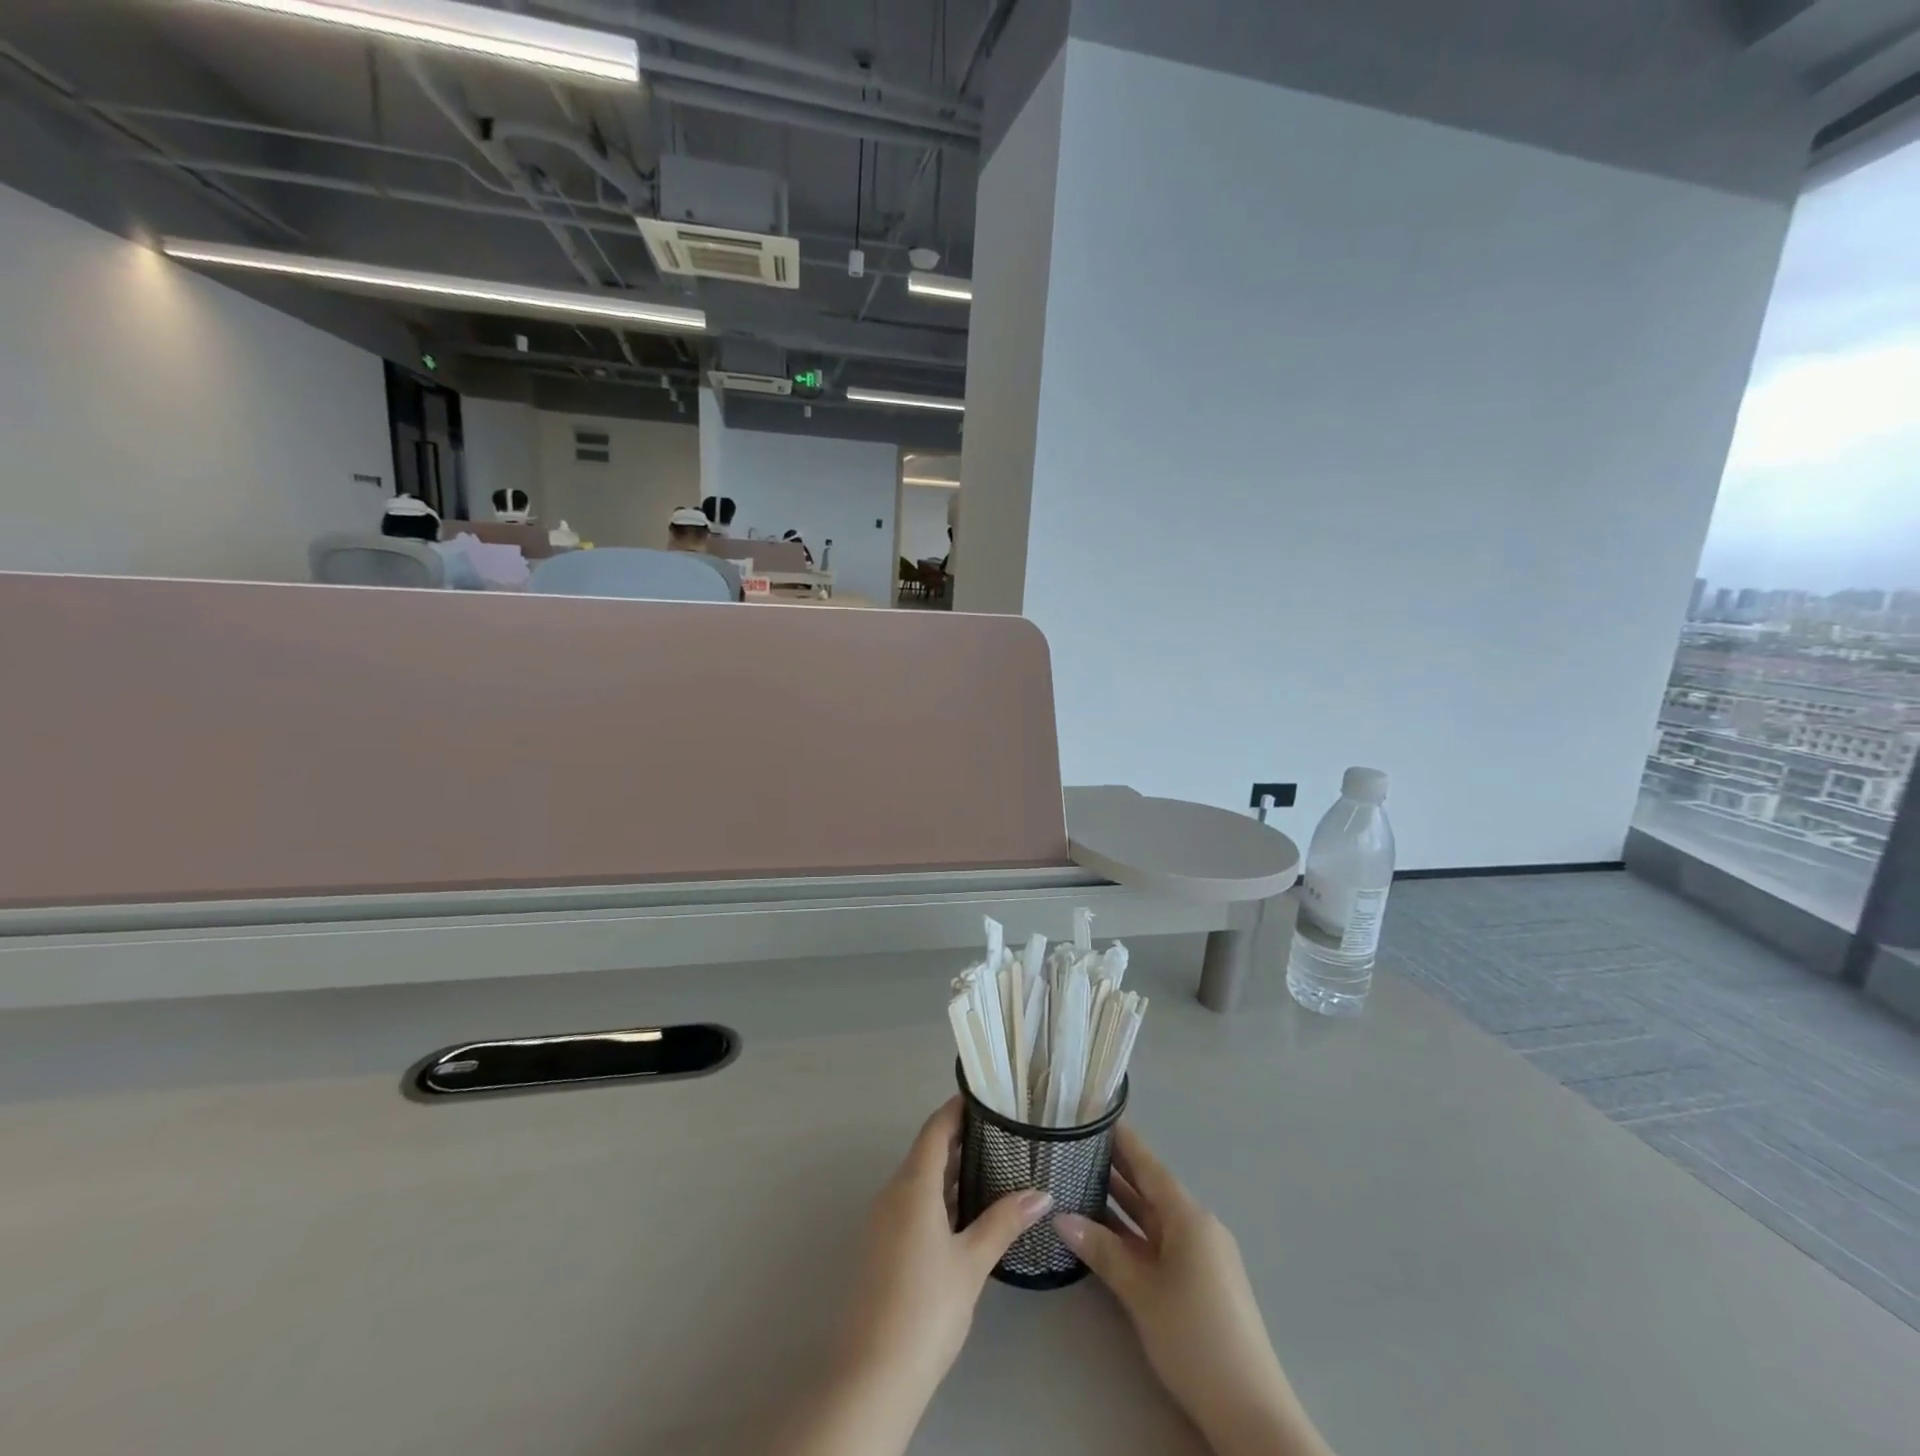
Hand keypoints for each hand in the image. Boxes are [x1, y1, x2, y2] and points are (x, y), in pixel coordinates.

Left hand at [837, 1097, 1051, 1393]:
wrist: (873, 1374)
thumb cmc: (926, 1307)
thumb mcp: (972, 1262)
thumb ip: (1005, 1221)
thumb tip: (1042, 1193)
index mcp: (912, 1185)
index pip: (935, 1128)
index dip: (958, 1108)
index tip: (988, 1098)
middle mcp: (893, 1193)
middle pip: (928, 1151)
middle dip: (961, 1139)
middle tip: (1002, 1132)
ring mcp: (884, 1220)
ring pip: (921, 1179)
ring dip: (952, 1170)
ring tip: (994, 1166)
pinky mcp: (883, 1245)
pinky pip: (914, 1203)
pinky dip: (940, 1196)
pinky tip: (968, 1211)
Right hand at [1056, 1126, 1333, 1455]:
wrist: (1250, 1413)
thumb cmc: (1195, 1338)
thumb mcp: (1141, 1292)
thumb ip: (1102, 1250)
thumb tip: (1060, 1216)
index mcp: (1189, 1217)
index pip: (1148, 1165)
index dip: (1122, 1140)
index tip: (1093, 1115)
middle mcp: (1197, 1227)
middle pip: (1151, 1188)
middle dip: (1115, 1168)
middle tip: (1075, 1146)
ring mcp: (1201, 1256)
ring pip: (1154, 1218)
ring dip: (1121, 1203)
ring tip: (1080, 1180)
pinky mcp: (1200, 1282)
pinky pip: (1160, 1242)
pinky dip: (1133, 1232)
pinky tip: (1107, 1232)